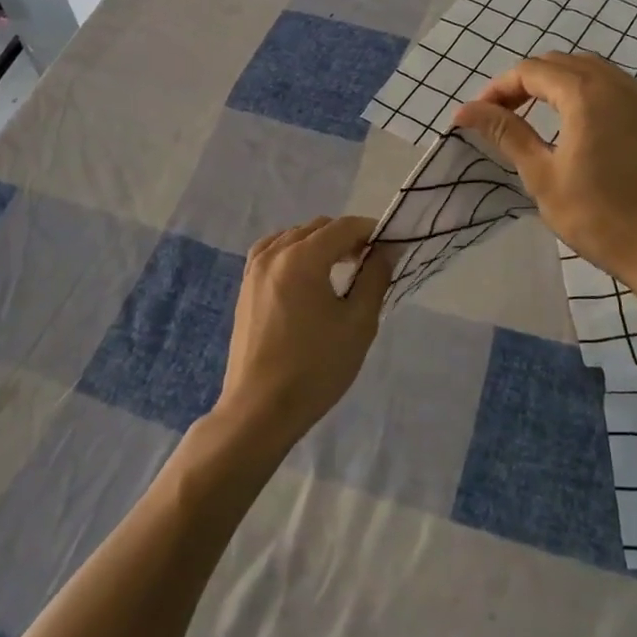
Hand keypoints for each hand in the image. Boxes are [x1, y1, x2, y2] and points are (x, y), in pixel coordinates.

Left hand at [211, 216, 391, 454]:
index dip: (371, 230)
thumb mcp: (358, 323)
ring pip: (294, 237)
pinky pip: (273, 252)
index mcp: (302, 257)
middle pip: (318, 227)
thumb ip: (375, 277)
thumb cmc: (315, 368)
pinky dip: (294, 252)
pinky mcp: (245, 287)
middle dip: (347, 237)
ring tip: (341, 269)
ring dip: (320, 243)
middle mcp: (274, 253)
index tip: (391, 247)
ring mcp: (254, 269)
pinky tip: (306, 276)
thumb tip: (387, 249)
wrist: (260, 410)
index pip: (343, 227)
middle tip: (370, 262)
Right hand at [454, 52, 636, 291]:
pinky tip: (574, 124)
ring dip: (554, 84)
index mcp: (586, 93)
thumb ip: (506, 133)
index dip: (498, 88)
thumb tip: (465, 110)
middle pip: (559, 63)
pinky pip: (611, 86)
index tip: (477, 117)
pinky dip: (583, 92)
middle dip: (524, 83)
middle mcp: (616, 84)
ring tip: (533, 117)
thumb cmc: (599, 216)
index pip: (530, 71)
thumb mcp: (542, 175)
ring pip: (588, 70)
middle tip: (501, 116)